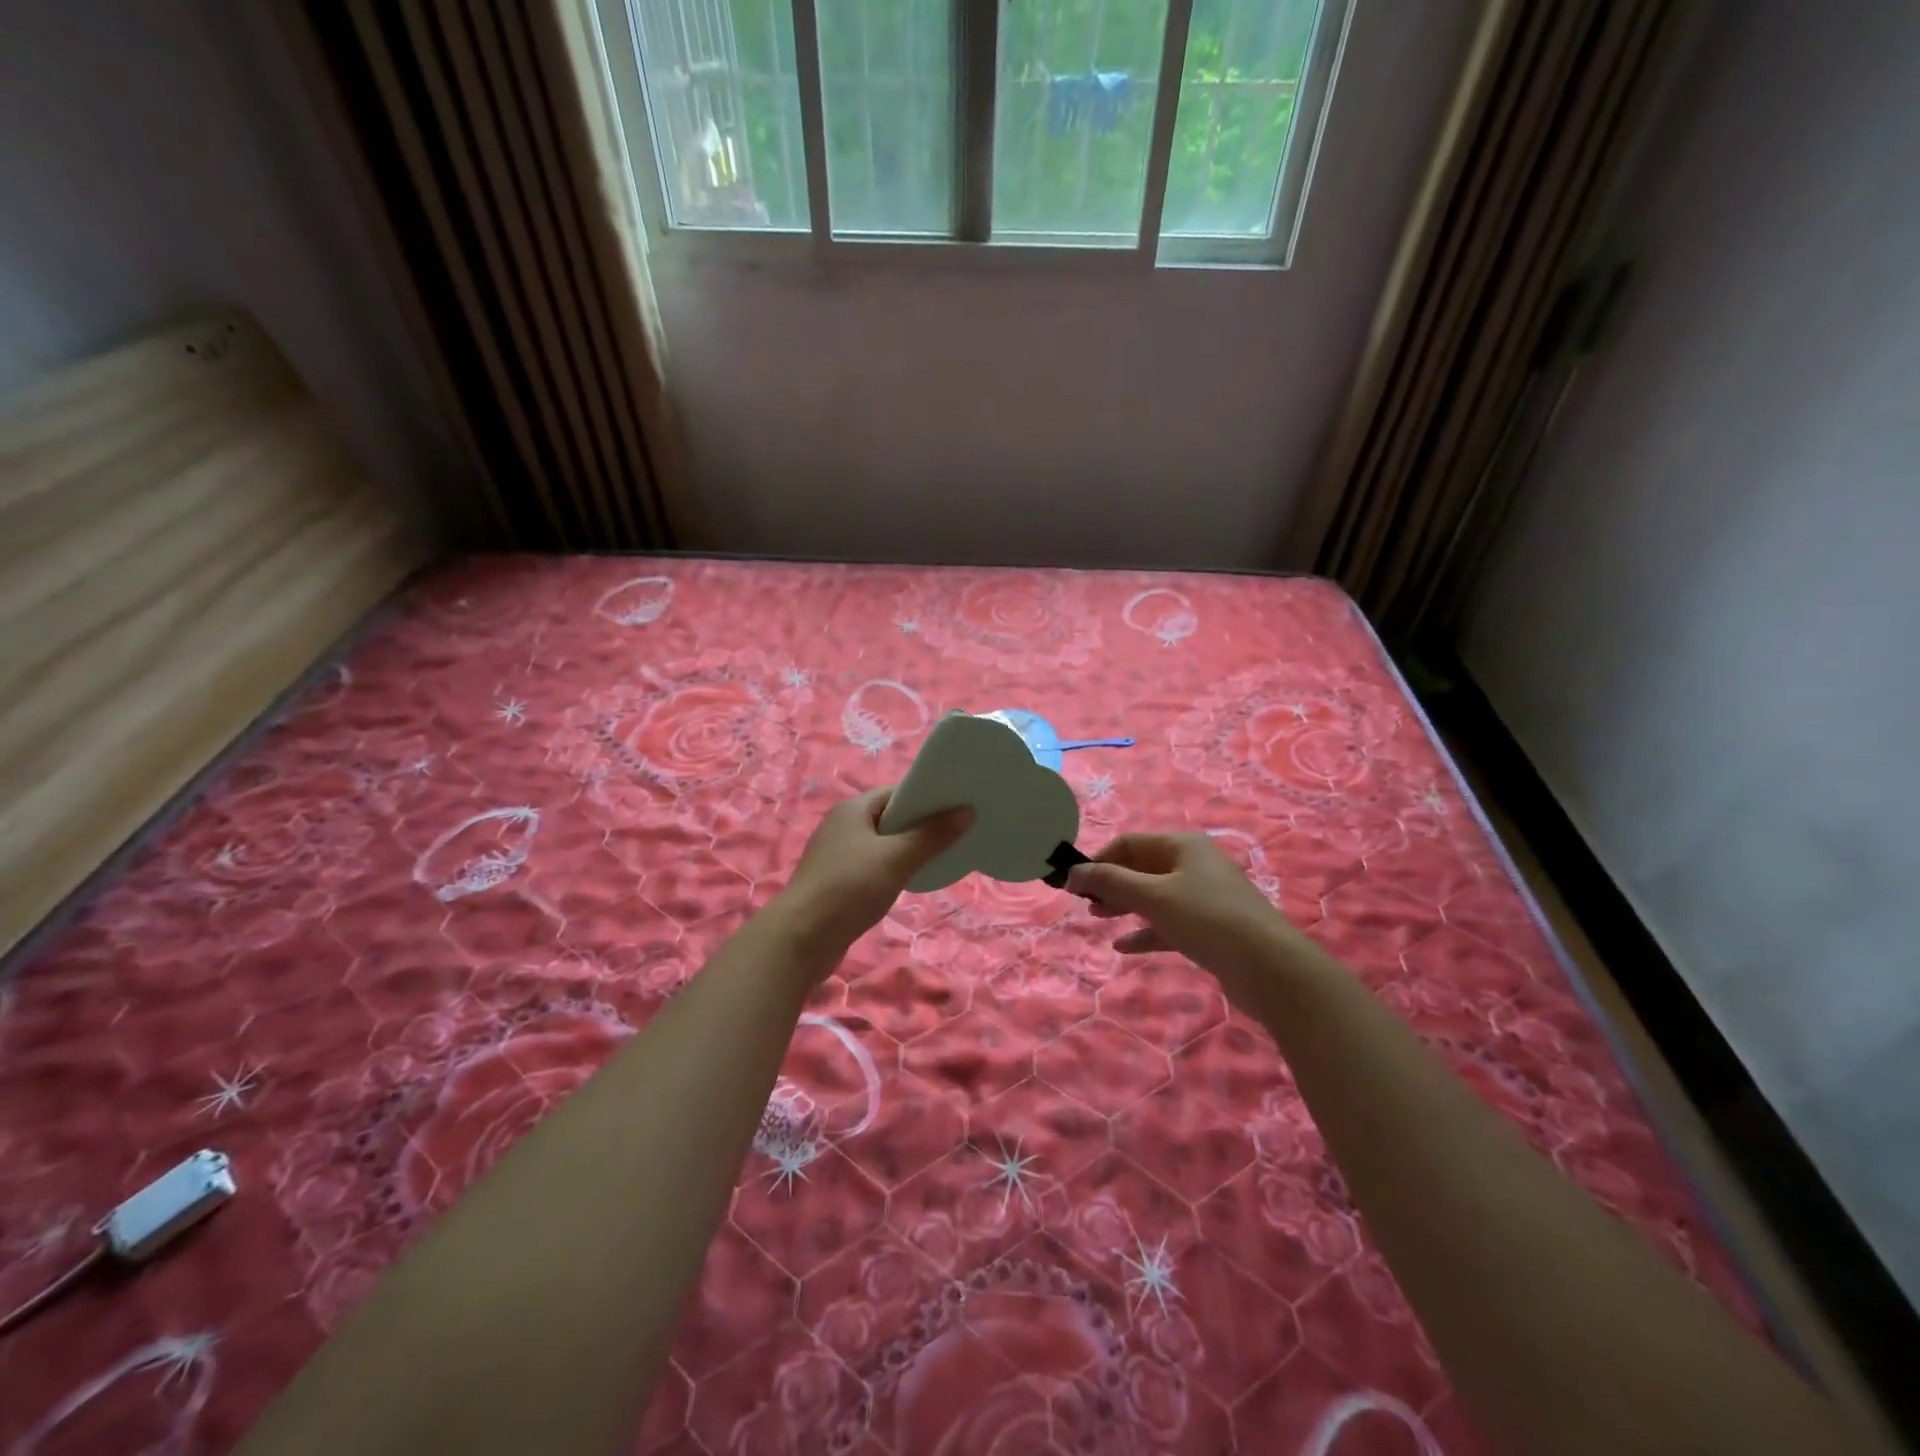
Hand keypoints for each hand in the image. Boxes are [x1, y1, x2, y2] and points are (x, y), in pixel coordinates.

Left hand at [776, 788, 971, 963]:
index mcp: (853, 809)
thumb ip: (933, 835)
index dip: (928, 796)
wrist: (801, 938)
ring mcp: (838, 855)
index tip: (960, 805)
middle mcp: (843, 826)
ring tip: (944, 856)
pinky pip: (874, 866)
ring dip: (909, 849)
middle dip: (923, 824)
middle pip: (891, 817)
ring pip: (883, 844)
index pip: (897, 792)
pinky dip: (894, 869)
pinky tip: (913, 881)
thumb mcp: (896, 858)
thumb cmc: (849, 887)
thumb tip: (967, 811)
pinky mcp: (838, 882)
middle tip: (960, 831)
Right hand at [1069, 832, 1294, 997]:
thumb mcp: (1152, 897)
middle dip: (1110, 883)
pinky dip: (1145, 930)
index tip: (1073, 885)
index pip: (1129, 843)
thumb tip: (1072, 873)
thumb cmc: (1206, 919)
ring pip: (1154, 896)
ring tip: (1097, 918)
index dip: (1098, 860)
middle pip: (1141, 867)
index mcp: (1182, 846)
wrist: (1270, 967)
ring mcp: (1204, 897)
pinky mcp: (1210, 928)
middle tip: (1083, 904)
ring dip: (1124, 905)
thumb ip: (1109, 882)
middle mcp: (1194, 865)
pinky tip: (1123, 946)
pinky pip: (1168, 923)